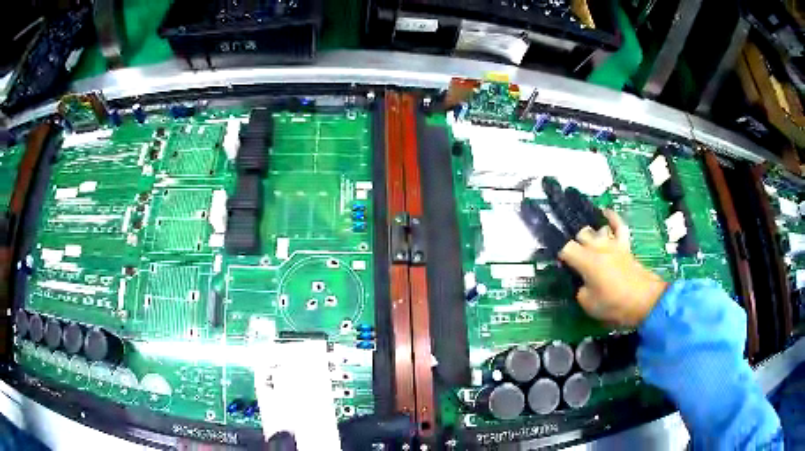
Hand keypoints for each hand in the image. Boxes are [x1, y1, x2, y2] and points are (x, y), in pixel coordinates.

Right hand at [520, 178, 667, 326]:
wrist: (645, 301)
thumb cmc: (615, 304)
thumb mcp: (588, 303)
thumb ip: (580, 288)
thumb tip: (582, 281)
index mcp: (586, 261)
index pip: (562, 247)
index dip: (548, 238)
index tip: (537, 227)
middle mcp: (598, 247)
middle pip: (579, 231)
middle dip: (565, 224)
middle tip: (552, 216)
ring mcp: (612, 244)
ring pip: (595, 226)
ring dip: (585, 221)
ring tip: (572, 207)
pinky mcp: (624, 246)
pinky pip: (618, 226)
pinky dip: (611, 217)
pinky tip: (604, 210)